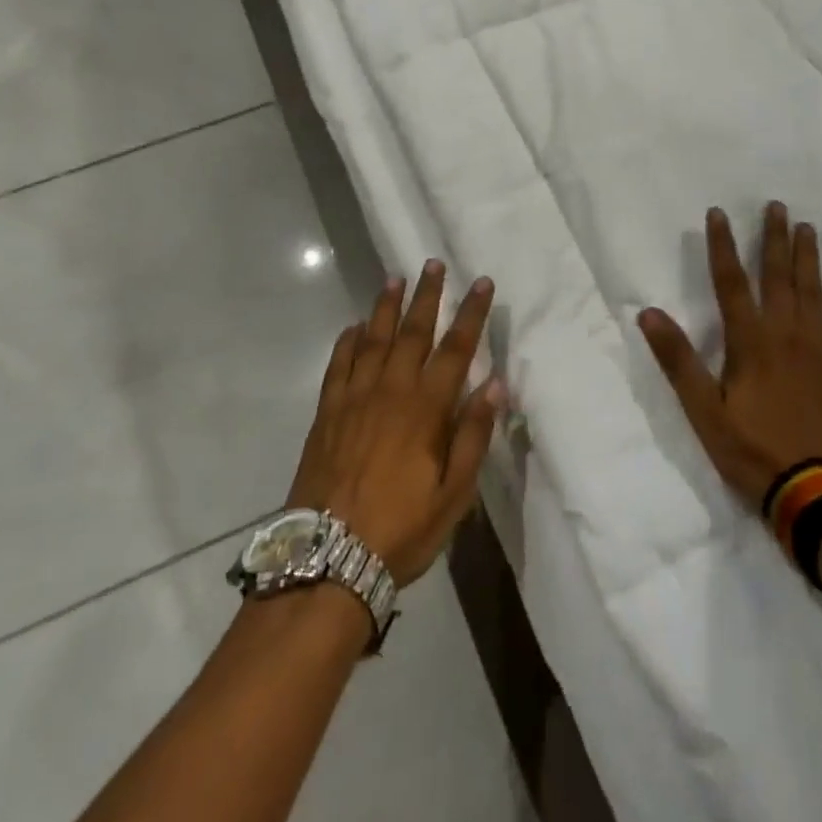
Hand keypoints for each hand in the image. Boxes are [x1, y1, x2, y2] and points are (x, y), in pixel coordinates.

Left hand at [286, 261, 504, 586]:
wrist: (327, 558)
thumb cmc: (401, 528)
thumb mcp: (453, 494)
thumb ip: (473, 436)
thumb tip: (494, 384)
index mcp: (426, 409)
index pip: (456, 349)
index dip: (471, 314)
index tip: (482, 283)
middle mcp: (390, 391)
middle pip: (413, 332)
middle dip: (427, 296)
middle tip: (433, 264)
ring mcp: (354, 398)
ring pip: (372, 339)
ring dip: (385, 307)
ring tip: (395, 278)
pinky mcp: (327, 412)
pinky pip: (338, 365)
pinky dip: (346, 342)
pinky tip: (352, 327)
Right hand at [638, 202, 821, 508]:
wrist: (812, 492)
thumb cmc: (750, 451)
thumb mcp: (702, 410)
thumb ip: (678, 360)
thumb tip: (649, 312)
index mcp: (750, 342)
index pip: (730, 283)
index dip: (722, 246)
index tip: (718, 213)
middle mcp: (785, 335)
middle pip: (778, 278)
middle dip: (773, 240)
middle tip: (777, 206)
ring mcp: (818, 352)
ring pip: (813, 294)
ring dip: (809, 260)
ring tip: (808, 229)